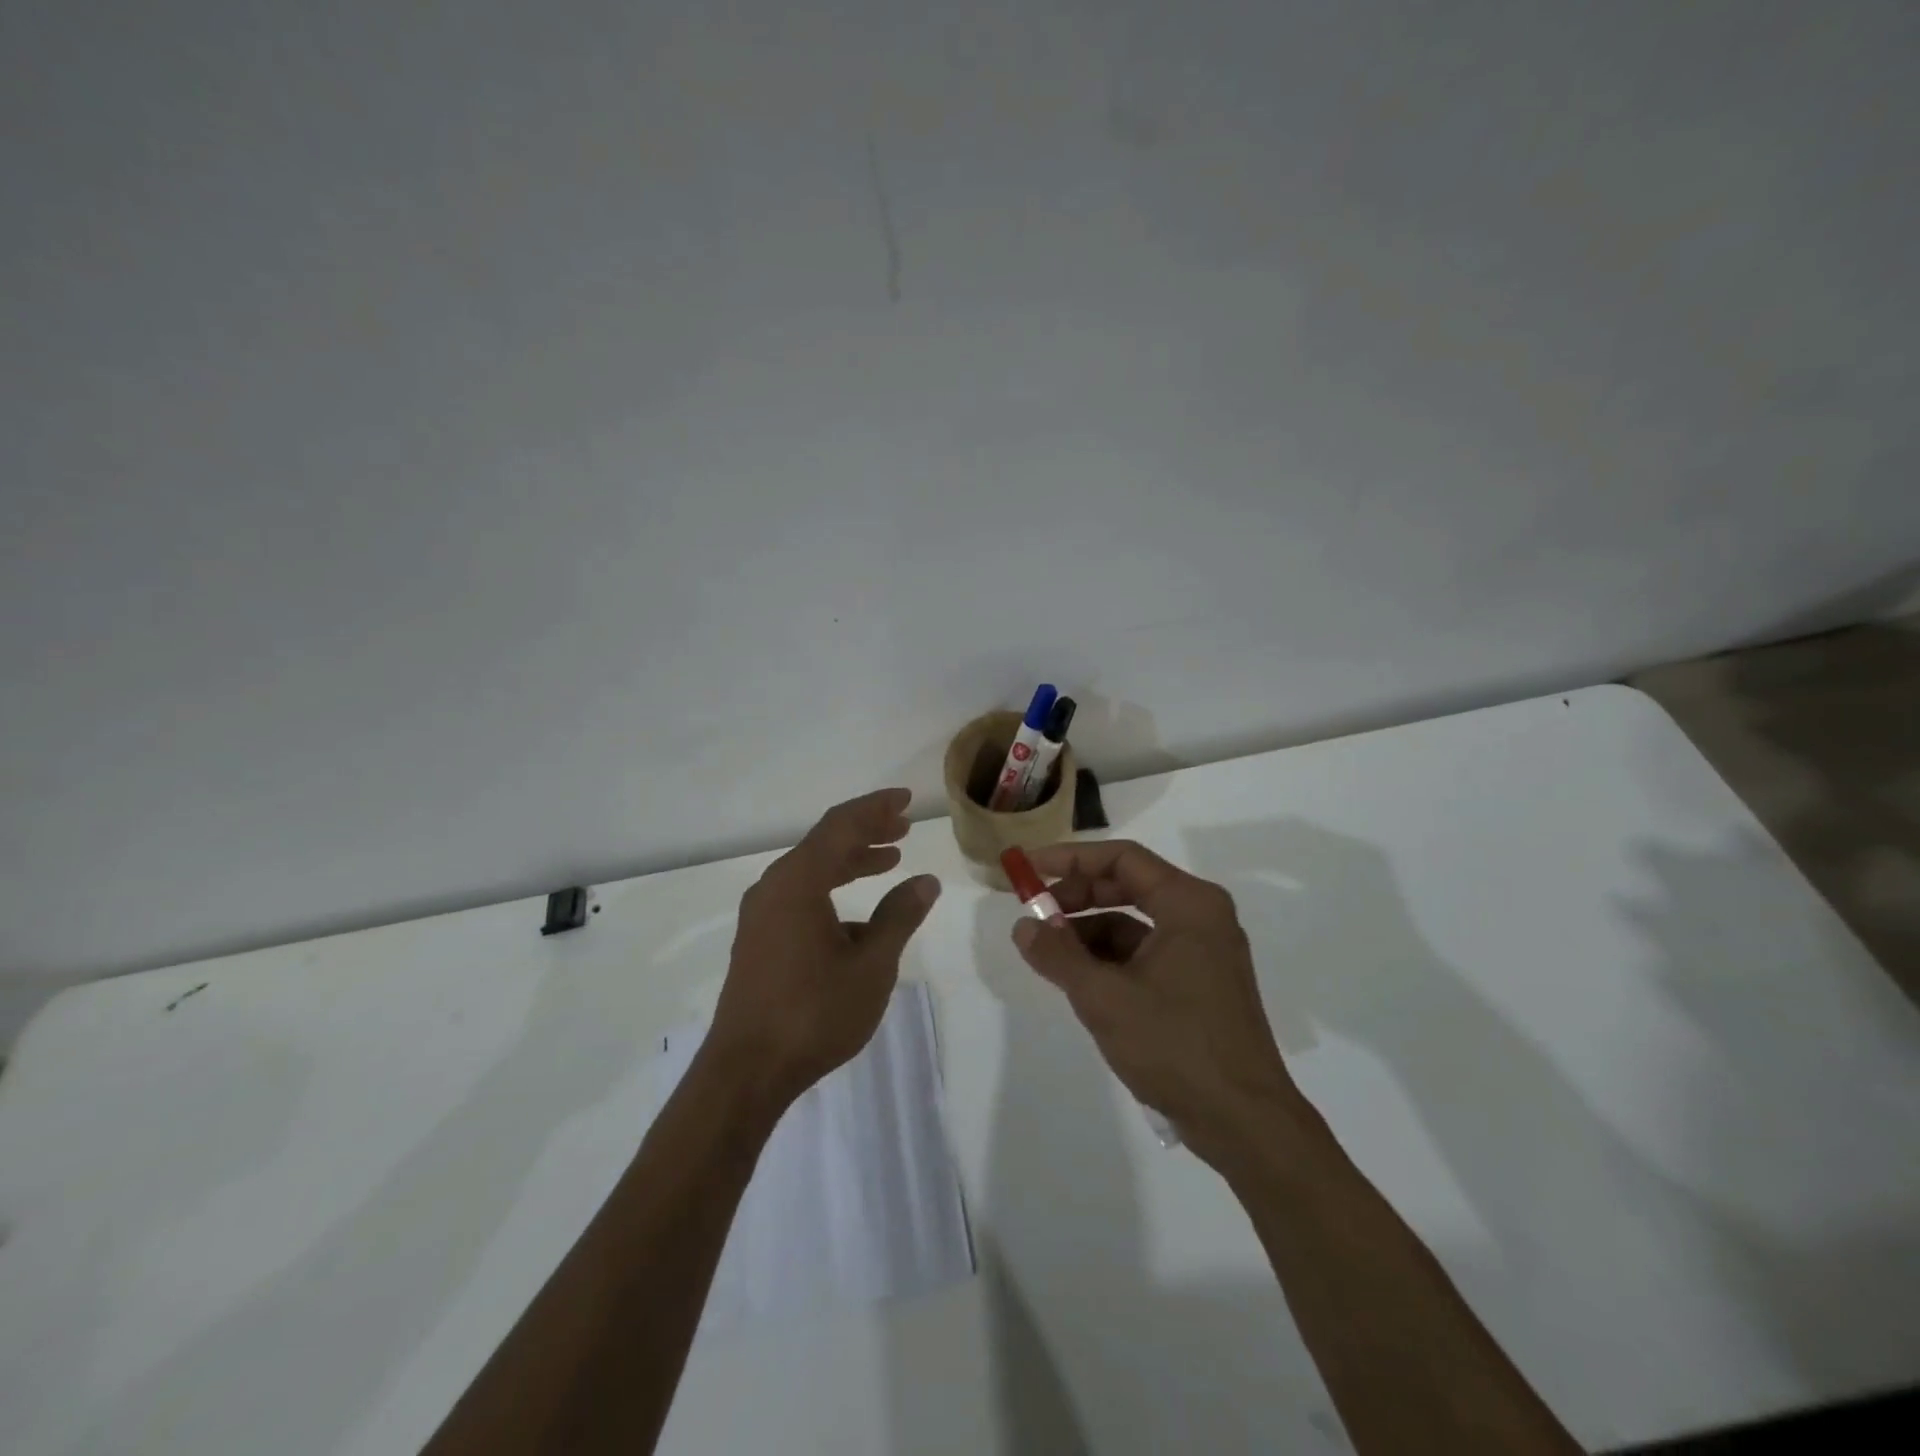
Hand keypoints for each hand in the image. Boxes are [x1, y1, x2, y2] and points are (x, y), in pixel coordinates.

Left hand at [704, 788, 940, 1112]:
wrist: (746, 1071)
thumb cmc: (814, 1012)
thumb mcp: (871, 964)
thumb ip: (900, 916)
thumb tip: (925, 881)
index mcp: (798, 882)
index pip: (841, 826)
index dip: (875, 809)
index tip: (906, 801)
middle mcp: (774, 887)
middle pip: (825, 843)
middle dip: (866, 831)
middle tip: (903, 827)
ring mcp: (762, 914)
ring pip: (812, 869)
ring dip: (851, 860)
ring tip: (889, 859)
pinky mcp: (759, 939)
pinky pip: (800, 894)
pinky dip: (832, 888)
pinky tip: (860, 915)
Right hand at [1010, 839, 1302, 1166]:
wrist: (1244, 1123)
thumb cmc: (1175, 1046)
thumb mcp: (1104, 998)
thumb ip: (1058, 955)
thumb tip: (1023, 926)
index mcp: (1189, 904)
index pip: (1122, 858)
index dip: (1070, 859)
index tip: (1028, 870)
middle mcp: (1201, 917)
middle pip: (1128, 886)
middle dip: (1077, 897)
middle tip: (1034, 912)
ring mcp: (1203, 951)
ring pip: (1134, 923)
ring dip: (1089, 932)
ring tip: (1049, 954)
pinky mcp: (1199, 984)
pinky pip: (1146, 954)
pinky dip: (1110, 960)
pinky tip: (1080, 980)